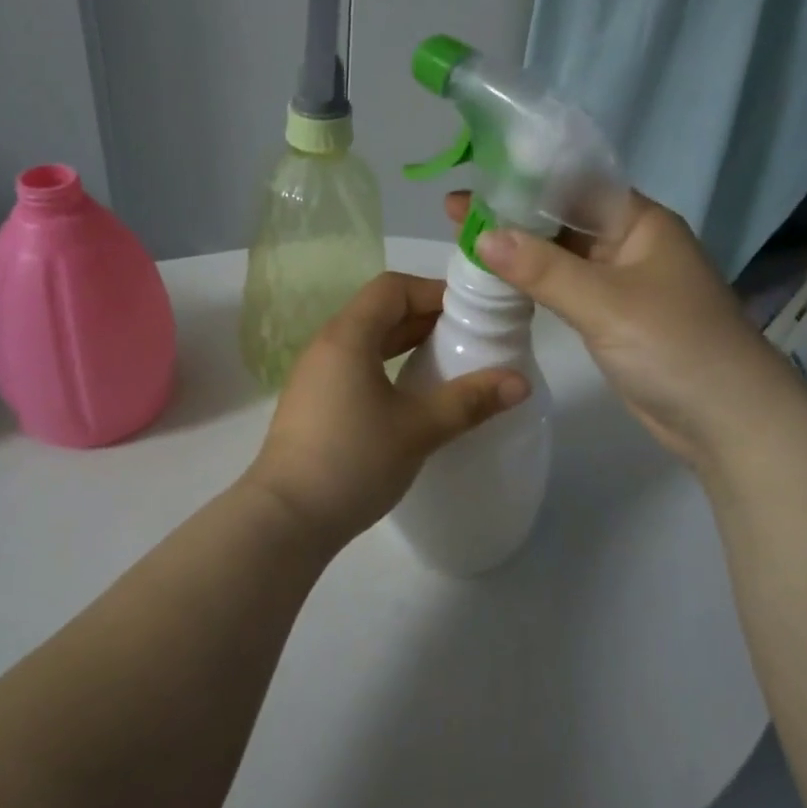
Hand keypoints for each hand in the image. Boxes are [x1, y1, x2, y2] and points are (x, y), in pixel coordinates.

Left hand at [243, 271, 529, 551]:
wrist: (285, 519)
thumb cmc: (353, 462)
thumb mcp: (418, 429)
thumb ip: (469, 401)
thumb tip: (521, 382)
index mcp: (348, 336)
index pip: (392, 288)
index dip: (433, 292)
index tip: (471, 313)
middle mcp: (326, 345)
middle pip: (379, 311)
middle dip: (425, 317)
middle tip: (469, 337)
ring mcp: (315, 375)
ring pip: (366, 340)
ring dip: (406, 343)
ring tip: (447, 362)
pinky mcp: (313, 403)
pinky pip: (355, 365)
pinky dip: (387, 365)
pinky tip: (411, 394)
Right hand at [449, 192, 791, 471]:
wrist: (728, 421)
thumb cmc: (674, 346)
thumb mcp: (605, 302)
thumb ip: (542, 268)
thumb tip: (483, 234)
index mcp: (640, 221)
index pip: (574, 185)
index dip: (522, 181)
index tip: (472, 182)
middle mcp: (631, 243)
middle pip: (564, 219)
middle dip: (513, 215)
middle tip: (455, 213)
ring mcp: (622, 282)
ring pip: (562, 256)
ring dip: (520, 250)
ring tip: (466, 242)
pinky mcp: (613, 317)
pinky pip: (566, 288)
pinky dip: (534, 283)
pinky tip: (499, 281)